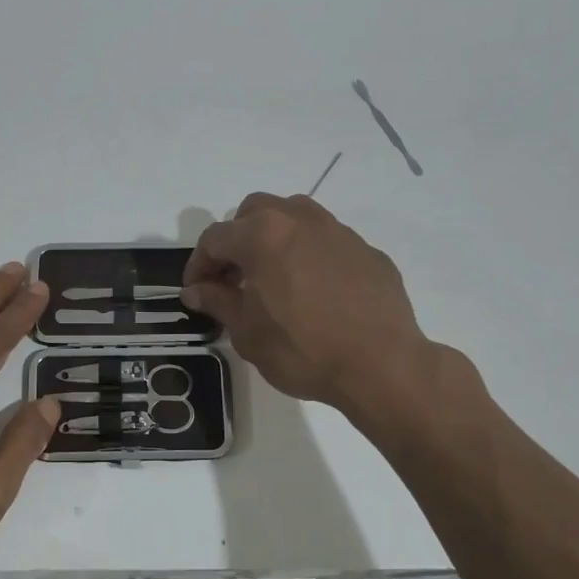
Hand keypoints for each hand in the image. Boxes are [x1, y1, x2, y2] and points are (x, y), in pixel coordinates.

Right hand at [182, 193, 471, 423]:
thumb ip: (217, 301)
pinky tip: (315, 292)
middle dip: (236, 239)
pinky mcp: (367, 251)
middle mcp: (300, 220)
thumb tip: (196, 289)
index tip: (196, 290)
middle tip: (233, 278)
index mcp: (263, 235)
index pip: (215, 238)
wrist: (381, 365)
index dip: (199, 264)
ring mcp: (339, 232)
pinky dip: (310, 256)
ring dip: (274, 238)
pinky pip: (327, 242)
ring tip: (273, 277)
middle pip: (255, 212)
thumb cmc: (302, 349)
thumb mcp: (246, 331)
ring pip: (295, 217)